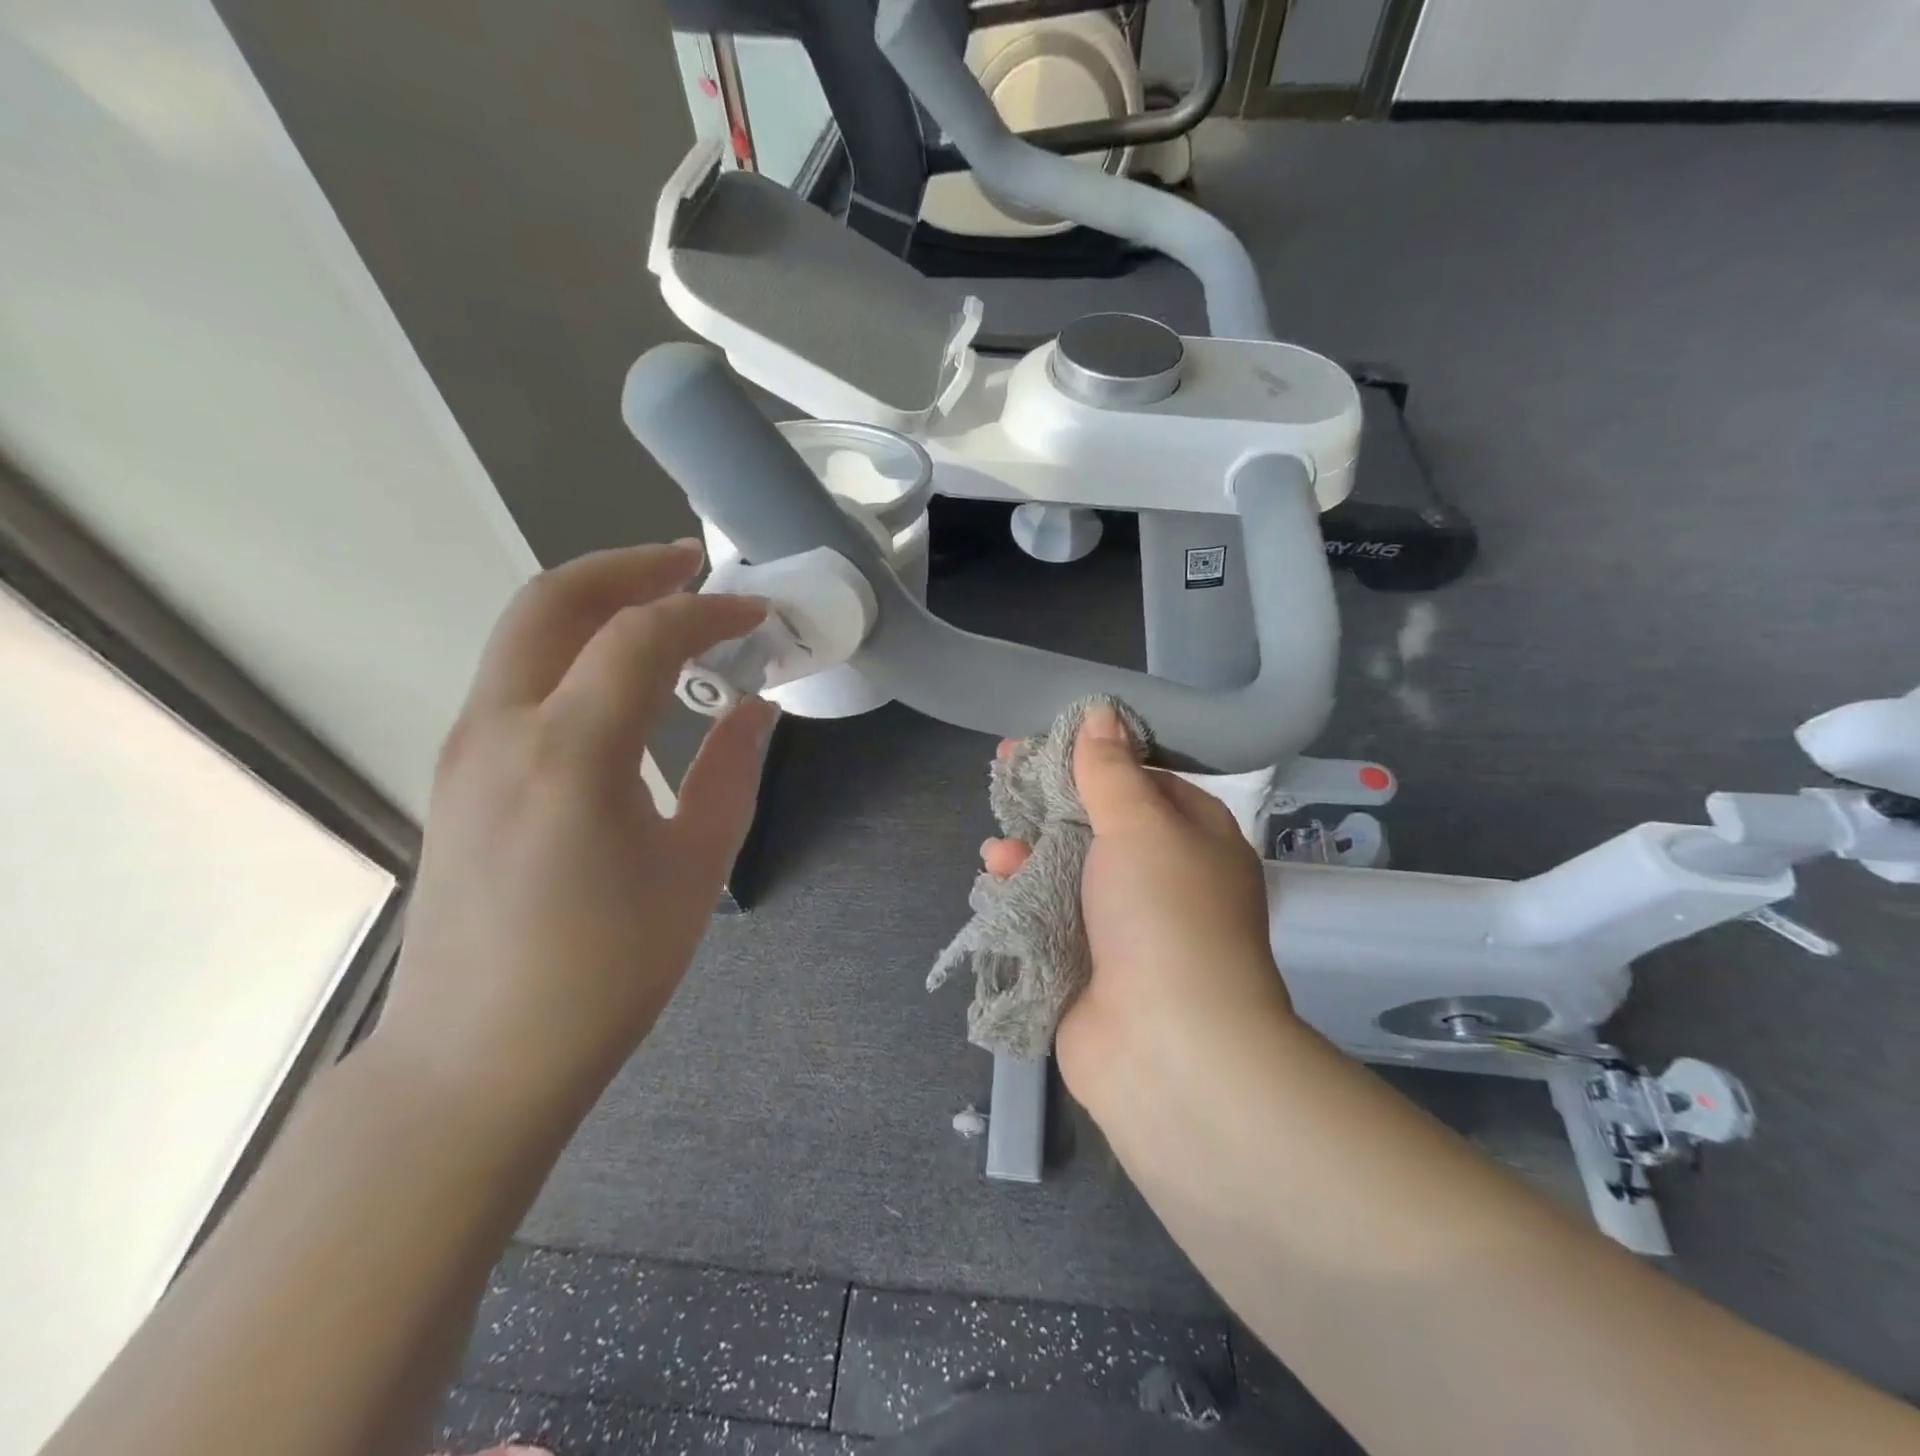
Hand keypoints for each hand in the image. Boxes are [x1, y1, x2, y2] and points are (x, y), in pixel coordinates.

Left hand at [372, 542, 774, 1114]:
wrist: (480, 1055)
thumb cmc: (608, 968)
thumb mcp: (695, 866)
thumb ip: (731, 770)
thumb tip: (755, 707)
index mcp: (572, 753)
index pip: (642, 637)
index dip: (707, 612)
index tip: (757, 615)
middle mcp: (503, 729)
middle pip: (555, 600)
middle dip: (630, 567)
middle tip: (692, 565)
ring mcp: (467, 747)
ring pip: (524, 631)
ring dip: (596, 602)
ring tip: (664, 610)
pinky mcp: (458, 772)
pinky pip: (516, 676)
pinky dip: (571, 647)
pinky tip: (619, 679)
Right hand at [982, 706, 1293, 1112]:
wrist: (1168, 1048)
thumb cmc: (1165, 914)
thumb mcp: (1141, 824)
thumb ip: (1111, 770)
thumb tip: (1101, 713)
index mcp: (1194, 837)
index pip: (1141, 779)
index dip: (1092, 755)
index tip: (1044, 739)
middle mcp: (1163, 878)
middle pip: (1097, 823)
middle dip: (1049, 803)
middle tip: (1002, 774)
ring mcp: (1125, 926)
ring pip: (1067, 870)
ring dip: (1029, 853)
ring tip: (997, 851)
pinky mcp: (1087, 965)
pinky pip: (1048, 915)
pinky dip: (1022, 897)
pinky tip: (994, 883)